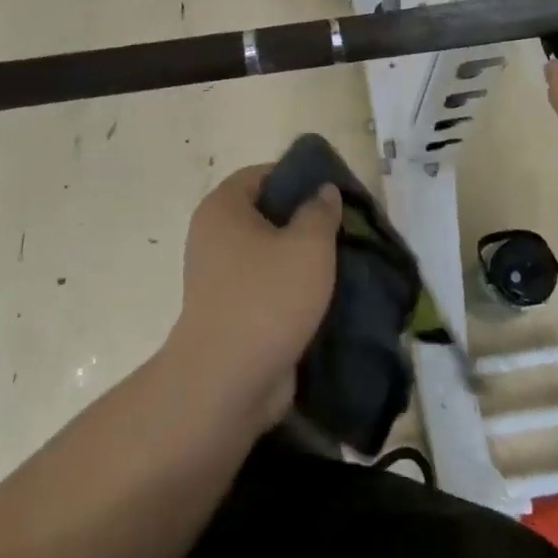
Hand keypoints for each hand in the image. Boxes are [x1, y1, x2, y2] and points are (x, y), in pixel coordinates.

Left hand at [161, 165, 341, 432]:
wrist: (227, 383)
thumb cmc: (267, 299)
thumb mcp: (308, 246)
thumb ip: (320, 211)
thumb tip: (324, 191)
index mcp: (223, 208)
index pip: (261, 174)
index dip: (297, 177)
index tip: (332, 192)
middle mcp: (213, 236)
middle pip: (266, 213)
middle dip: (305, 220)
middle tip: (343, 228)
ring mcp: (218, 277)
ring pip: (268, 253)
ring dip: (301, 258)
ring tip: (342, 263)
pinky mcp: (229, 312)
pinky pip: (265, 287)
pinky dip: (291, 289)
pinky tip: (325, 297)